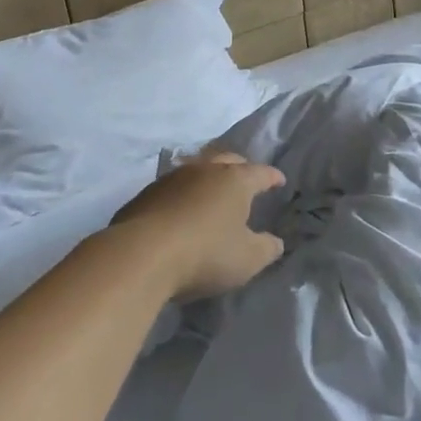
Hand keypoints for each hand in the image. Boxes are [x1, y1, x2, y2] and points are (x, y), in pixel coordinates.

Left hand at [110, 152, 285, 298]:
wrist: (141, 255)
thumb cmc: (205, 253)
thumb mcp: (248, 259)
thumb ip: (267, 248)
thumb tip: (275, 242)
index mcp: (235, 180)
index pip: (260, 173)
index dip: (272, 177)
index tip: (279, 181)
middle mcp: (204, 170)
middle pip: (227, 160)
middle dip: (240, 167)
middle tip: (246, 178)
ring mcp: (172, 178)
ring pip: (197, 168)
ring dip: (208, 177)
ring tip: (212, 190)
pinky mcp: (146, 194)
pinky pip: (173, 186)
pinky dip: (184, 193)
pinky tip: (181, 207)